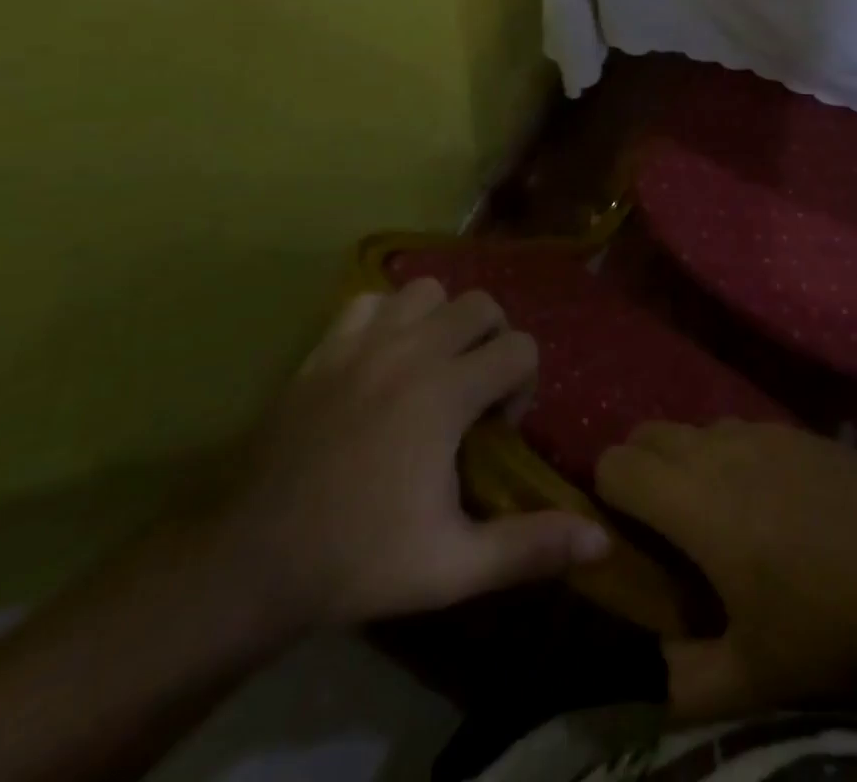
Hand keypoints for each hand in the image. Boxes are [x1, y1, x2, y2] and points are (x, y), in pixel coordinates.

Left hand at [213, 278, 609, 630]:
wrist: (253, 561)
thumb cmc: (360, 560)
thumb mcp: (453, 567)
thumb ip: (530, 546)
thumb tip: (603, 543)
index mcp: (446, 393)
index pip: (520, 347)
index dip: (523, 384)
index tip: (499, 428)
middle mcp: (411, 351)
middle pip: (481, 304)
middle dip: (493, 341)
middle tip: (473, 393)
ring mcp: (362, 343)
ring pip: (427, 289)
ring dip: (442, 321)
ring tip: (432, 368)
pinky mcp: (323, 348)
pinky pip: (370, 301)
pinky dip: (387, 317)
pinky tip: (383, 359)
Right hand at [595, 421, 856, 719]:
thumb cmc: (833, 625)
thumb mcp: (756, 677)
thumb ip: (688, 681)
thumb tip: (660, 663)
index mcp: (696, 501)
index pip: (616, 464)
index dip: (605, 494)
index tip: (622, 535)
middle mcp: (720, 450)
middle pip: (648, 432)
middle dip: (639, 469)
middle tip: (661, 526)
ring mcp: (762, 431)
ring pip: (696, 428)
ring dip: (686, 460)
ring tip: (715, 514)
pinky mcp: (797, 429)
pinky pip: (740, 430)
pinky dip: (728, 455)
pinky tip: (767, 501)